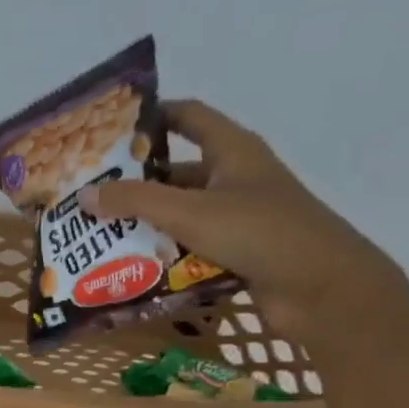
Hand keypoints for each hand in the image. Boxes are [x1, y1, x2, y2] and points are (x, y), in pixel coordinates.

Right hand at [82, 99, 400, 338]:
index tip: (110, 131)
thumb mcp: (190, 212)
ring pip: (181, 216)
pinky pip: (190, 251)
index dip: (153, 117)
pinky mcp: (238, 255)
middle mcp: (236, 180)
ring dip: (145, 227)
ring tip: (99, 238)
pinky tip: (130, 271)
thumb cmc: (260, 233)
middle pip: (177, 174)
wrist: (323, 290)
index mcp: (233, 152)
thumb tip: (85, 195)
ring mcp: (239, 220)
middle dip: (135, 185)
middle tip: (90, 198)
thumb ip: (135, 201)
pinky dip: (163, 259)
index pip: (189, 117)